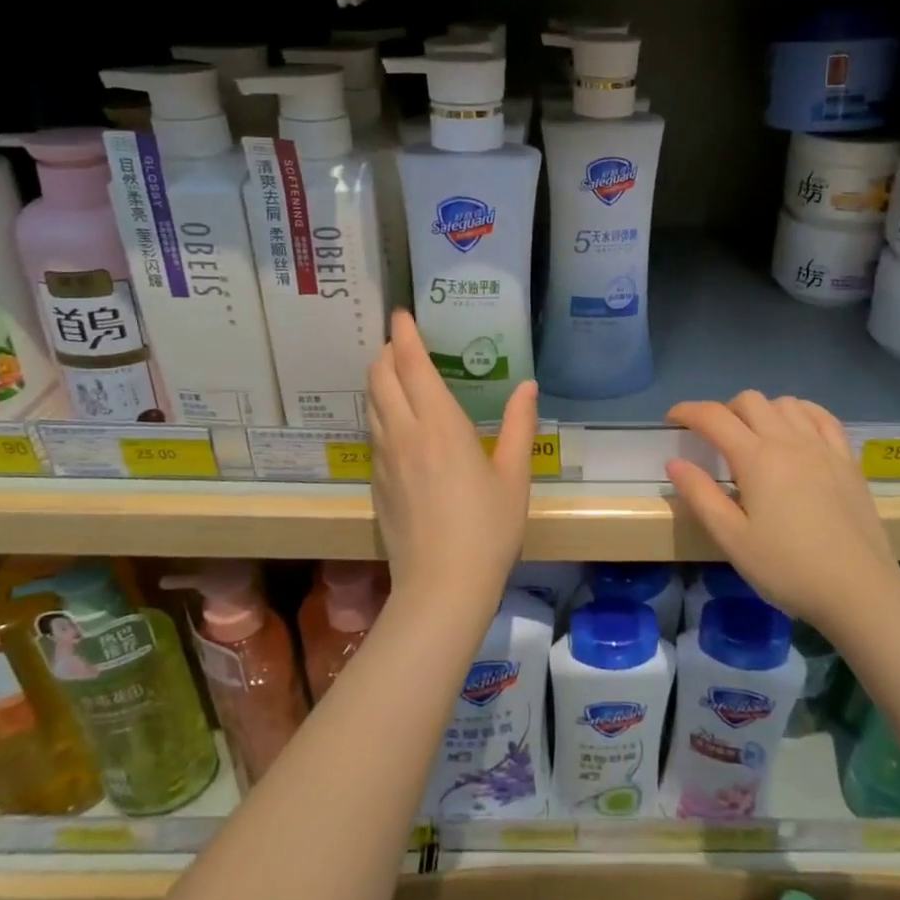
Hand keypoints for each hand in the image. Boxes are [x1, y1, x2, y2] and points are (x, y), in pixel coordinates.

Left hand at [367, 309, 537, 607]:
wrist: (442, 586)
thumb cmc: (487, 527)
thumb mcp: (514, 475)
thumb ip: (520, 425)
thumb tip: (527, 386)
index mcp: (439, 423)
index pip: (411, 363)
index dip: (404, 334)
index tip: (401, 314)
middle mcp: (404, 432)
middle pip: (381, 376)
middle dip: (388, 352)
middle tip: (403, 342)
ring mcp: (384, 458)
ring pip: (371, 403)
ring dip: (379, 379)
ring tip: (396, 374)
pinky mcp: (377, 483)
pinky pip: (372, 432)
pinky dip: (379, 411)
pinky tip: (395, 423)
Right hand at [666, 392, 899, 626]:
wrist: (859, 591)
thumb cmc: (788, 568)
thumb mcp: (732, 539)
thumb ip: (701, 496)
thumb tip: (675, 463)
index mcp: (756, 459)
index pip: (713, 417)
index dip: (687, 411)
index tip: (672, 420)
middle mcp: (789, 441)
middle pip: (750, 400)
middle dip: (723, 410)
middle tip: (713, 439)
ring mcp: (823, 447)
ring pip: (785, 404)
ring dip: (761, 410)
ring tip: (753, 436)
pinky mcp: (848, 460)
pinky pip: (822, 416)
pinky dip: (800, 413)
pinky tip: (795, 430)